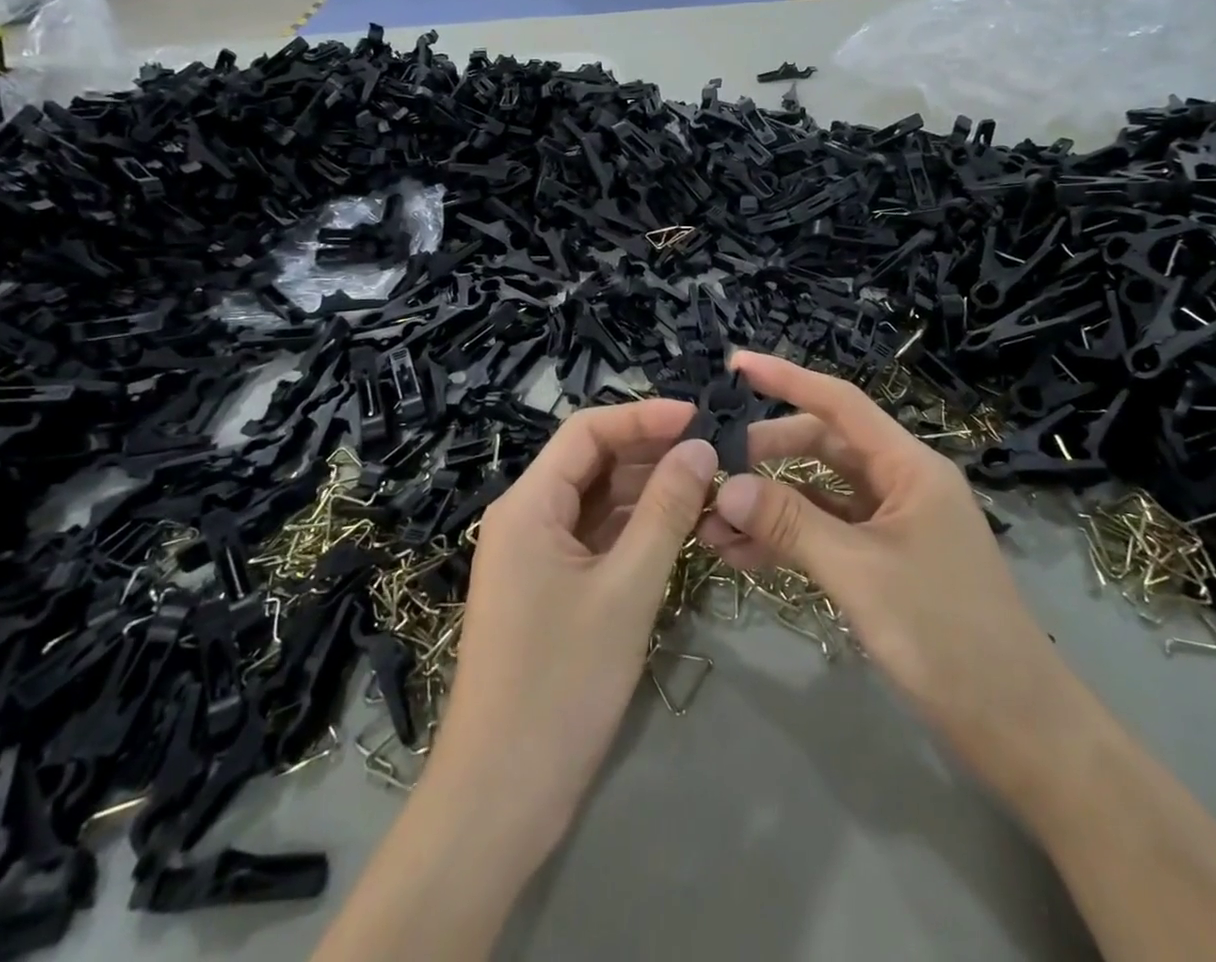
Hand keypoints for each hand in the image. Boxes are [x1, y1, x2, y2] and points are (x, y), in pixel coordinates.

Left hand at [423, 401, 716, 863]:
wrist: (500, 799)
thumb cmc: (561, 685)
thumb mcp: (626, 590)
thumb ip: (665, 511)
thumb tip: (701, 447)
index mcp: (528, 505)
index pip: (587, 431)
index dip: (644, 416)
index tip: (700, 418)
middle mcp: (525, 518)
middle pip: (592, 462)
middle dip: (651, 453)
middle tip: (716, 454)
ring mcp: (535, 556)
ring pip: (597, 501)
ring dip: (648, 491)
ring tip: (708, 486)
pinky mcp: (549, 589)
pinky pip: (595, 538)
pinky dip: (635, 529)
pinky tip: (679, 528)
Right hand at [697, 352, 1078, 794]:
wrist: (1019, 729)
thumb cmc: (947, 634)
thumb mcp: (860, 572)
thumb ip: (790, 523)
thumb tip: (724, 484)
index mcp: (910, 467)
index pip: (840, 403)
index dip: (787, 379)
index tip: (736, 365)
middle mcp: (901, 484)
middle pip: (822, 447)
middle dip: (766, 454)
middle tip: (710, 468)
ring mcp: (893, 525)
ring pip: (819, 494)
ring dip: (770, 503)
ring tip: (712, 522)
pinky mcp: (885, 562)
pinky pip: (826, 534)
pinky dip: (787, 539)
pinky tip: (743, 556)